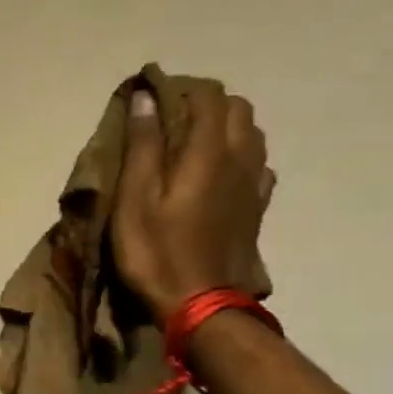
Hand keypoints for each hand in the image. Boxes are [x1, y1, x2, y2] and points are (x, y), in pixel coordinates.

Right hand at [109, 82, 274, 324]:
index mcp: (208, 152)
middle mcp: (240, 159)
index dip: (181, 88)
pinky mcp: (256, 208)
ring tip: (192, 142)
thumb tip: (145, 98)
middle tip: (171, 119)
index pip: (208, 97)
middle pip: (237, 109)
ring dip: (226, 127)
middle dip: (207, 103)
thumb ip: (142, 146)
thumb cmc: (156, 251)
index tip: (153, 97)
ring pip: (252, 134)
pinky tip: (218, 172)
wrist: (200, 305)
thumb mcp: (134, 199)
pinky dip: (239, 155)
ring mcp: (254, 185)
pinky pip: (257, 164)